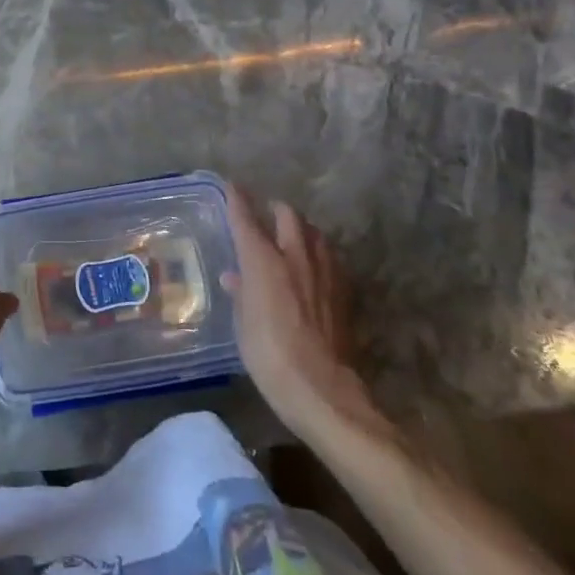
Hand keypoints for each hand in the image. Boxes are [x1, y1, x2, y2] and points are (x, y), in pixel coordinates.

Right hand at [223, 186, 387, 440]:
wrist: (320, 388)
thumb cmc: (268, 355)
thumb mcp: (242, 324)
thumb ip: (240, 293)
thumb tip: (234, 276)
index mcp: (263, 261)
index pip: (246, 218)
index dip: (237, 200)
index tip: (231, 186)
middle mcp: (295, 257)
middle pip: (289, 216)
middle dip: (276, 210)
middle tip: (267, 214)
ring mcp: (324, 273)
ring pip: (315, 233)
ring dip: (301, 229)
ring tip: (292, 237)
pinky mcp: (343, 291)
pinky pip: (330, 258)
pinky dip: (318, 254)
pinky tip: (313, 268)